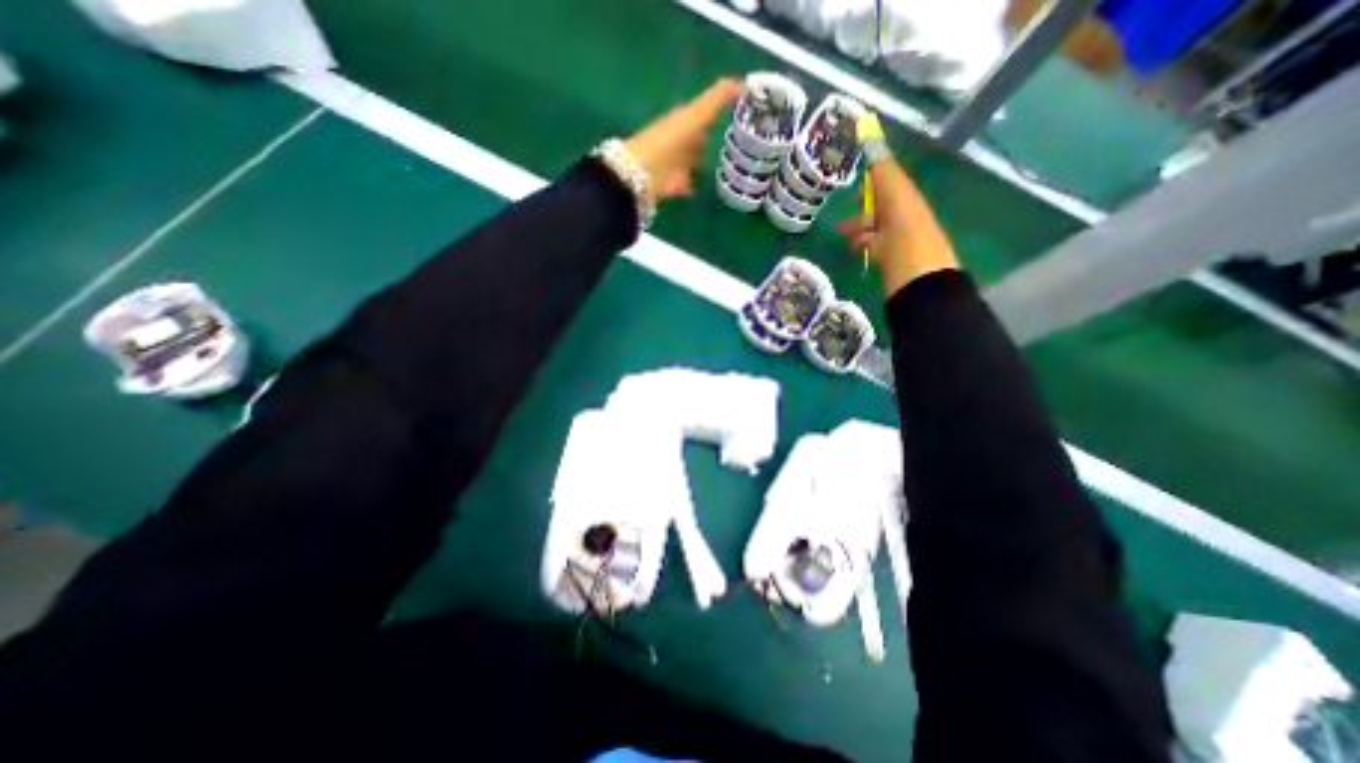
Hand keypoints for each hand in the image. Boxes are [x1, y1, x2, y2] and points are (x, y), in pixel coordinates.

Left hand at [623, 78, 742, 198]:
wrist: (647, 172)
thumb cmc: (671, 139)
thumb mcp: (696, 113)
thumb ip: (718, 98)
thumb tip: (745, 83)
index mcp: (685, 119)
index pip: (704, 112)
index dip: (720, 110)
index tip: (738, 115)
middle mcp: (682, 140)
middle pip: (700, 138)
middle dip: (713, 137)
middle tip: (736, 143)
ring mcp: (680, 164)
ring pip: (697, 160)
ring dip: (707, 162)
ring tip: (730, 166)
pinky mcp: (678, 185)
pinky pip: (692, 184)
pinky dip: (699, 184)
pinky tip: (711, 187)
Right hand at [835, 156, 961, 298]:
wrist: (917, 280)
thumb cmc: (905, 236)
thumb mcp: (897, 199)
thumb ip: (886, 173)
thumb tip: (873, 143)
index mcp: (908, 197)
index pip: (888, 178)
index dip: (871, 172)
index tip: (850, 167)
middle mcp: (904, 214)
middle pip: (880, 203)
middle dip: (862, 203)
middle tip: (844, 205)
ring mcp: (896, 238)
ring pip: (874, 225)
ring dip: (859, 226)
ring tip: (844, 234)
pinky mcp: (889, 258)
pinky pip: (873, 244)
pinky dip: (862, 243)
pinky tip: (855, 248)